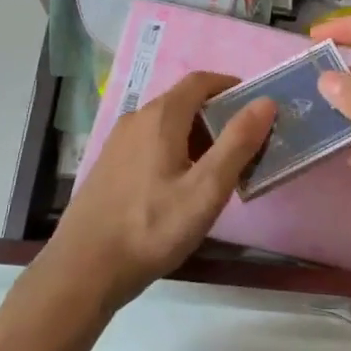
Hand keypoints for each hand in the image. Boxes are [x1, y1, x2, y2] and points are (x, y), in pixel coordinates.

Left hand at [40, 72, 274, 308]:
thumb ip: (238, 143)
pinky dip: (175, 149)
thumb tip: (265, 102)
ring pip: (166, 124)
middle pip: (184, 101)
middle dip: (218, 115)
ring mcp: (118, 142)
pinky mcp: (109, 165)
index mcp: (161, 117)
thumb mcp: (206, 189)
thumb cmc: (152, 228)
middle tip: (246, 144)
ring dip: (197, 135)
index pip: (201, 81)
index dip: (231, 86)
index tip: (256, 106)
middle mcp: (136, 119)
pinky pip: (150, 143)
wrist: (84, 268)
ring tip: (220, 168)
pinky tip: (183, 185)